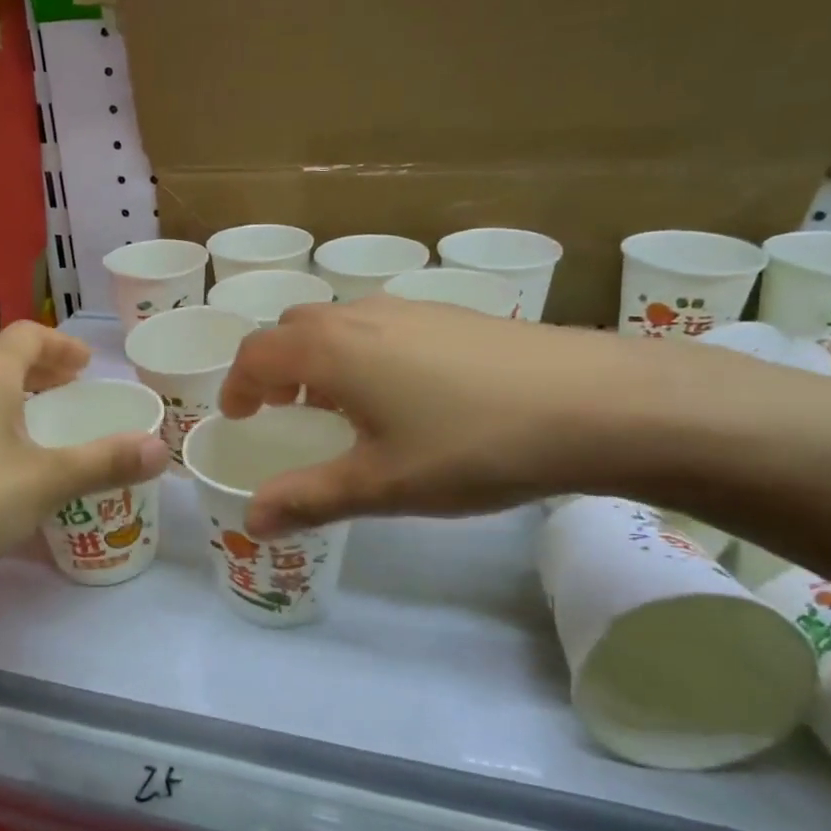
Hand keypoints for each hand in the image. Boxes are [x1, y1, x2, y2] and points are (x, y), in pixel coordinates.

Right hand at [217, 297, 647, 535]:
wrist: (595, 402)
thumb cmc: (471, 445)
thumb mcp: (383, 484)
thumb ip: (309, 499)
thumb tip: (252, 521)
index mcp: (330, 349)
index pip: (256, 353)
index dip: (236, 385)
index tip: (237, 418)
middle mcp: (360, 316)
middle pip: (292, 329)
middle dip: (273, 367)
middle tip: (282, 412)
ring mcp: (409, 309)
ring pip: (337, 323)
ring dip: (317, 358)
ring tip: (337, 406)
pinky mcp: (449, 315)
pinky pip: (378, 326)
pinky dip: (359, 352)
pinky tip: (400, 395)